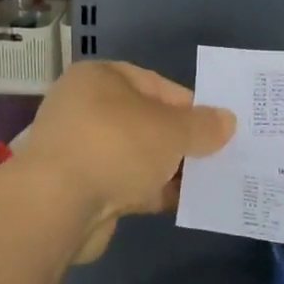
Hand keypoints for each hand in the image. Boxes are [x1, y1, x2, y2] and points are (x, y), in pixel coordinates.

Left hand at [13, 61, 234, 262]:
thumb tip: (227, 121)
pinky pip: (126, 184)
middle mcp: (84, 108)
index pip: (156, 84)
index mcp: (100, 78)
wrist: (57, 205)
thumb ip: (203, 125)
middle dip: (180, 140)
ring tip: (208, 181)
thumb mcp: (172, 130)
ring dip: (168, 169)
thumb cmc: (116, 145)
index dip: (190, 105)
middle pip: (146, 121)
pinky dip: (151, 191)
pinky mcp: (79, 189)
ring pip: (136, 156)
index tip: (217, 127)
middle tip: (217, 155)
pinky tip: (184, 202)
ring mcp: (79, 150)